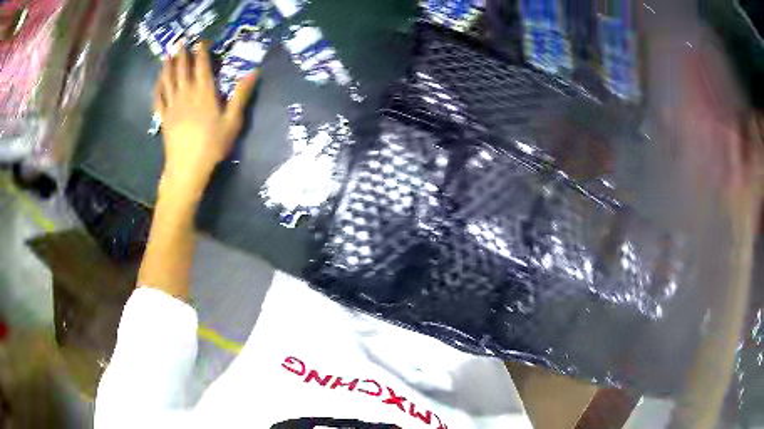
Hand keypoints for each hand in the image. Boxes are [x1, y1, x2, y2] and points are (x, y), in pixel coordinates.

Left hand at [154, 40, 257, 201]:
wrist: (187, 167)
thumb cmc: (212, 145)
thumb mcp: (233, 121)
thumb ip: (241, 95)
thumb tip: (254, 71)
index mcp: (204, 93)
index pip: (202, 66)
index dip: (201, 52)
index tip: (201, 41)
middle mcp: (187, 94)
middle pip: (183, 69)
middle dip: (182, 54)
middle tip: (181, 42)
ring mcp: (172, 105)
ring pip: (168, 80)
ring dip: (168, 66)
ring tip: (167, 54)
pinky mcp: (164, 117)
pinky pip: (158, 98)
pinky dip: (157, 87)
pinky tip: (157, 80)